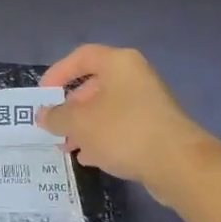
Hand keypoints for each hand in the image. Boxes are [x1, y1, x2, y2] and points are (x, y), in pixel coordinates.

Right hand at [37, 45, 220, 207]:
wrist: (177, 164)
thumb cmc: (122, 131)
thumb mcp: (78, 123)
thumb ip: (55, 116)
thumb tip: (43, 114)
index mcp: (118, 63)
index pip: (81, 57)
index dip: (58, 73)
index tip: (43, 95)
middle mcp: (135, 77)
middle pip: (93, 86)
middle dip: (70, 108)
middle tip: (54, 126)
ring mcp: (148, 103)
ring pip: (106, 109)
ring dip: (83, 127)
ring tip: (67, 147)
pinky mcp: (156, 127)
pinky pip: (120, 127)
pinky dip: (102, 138)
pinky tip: (89, 158)